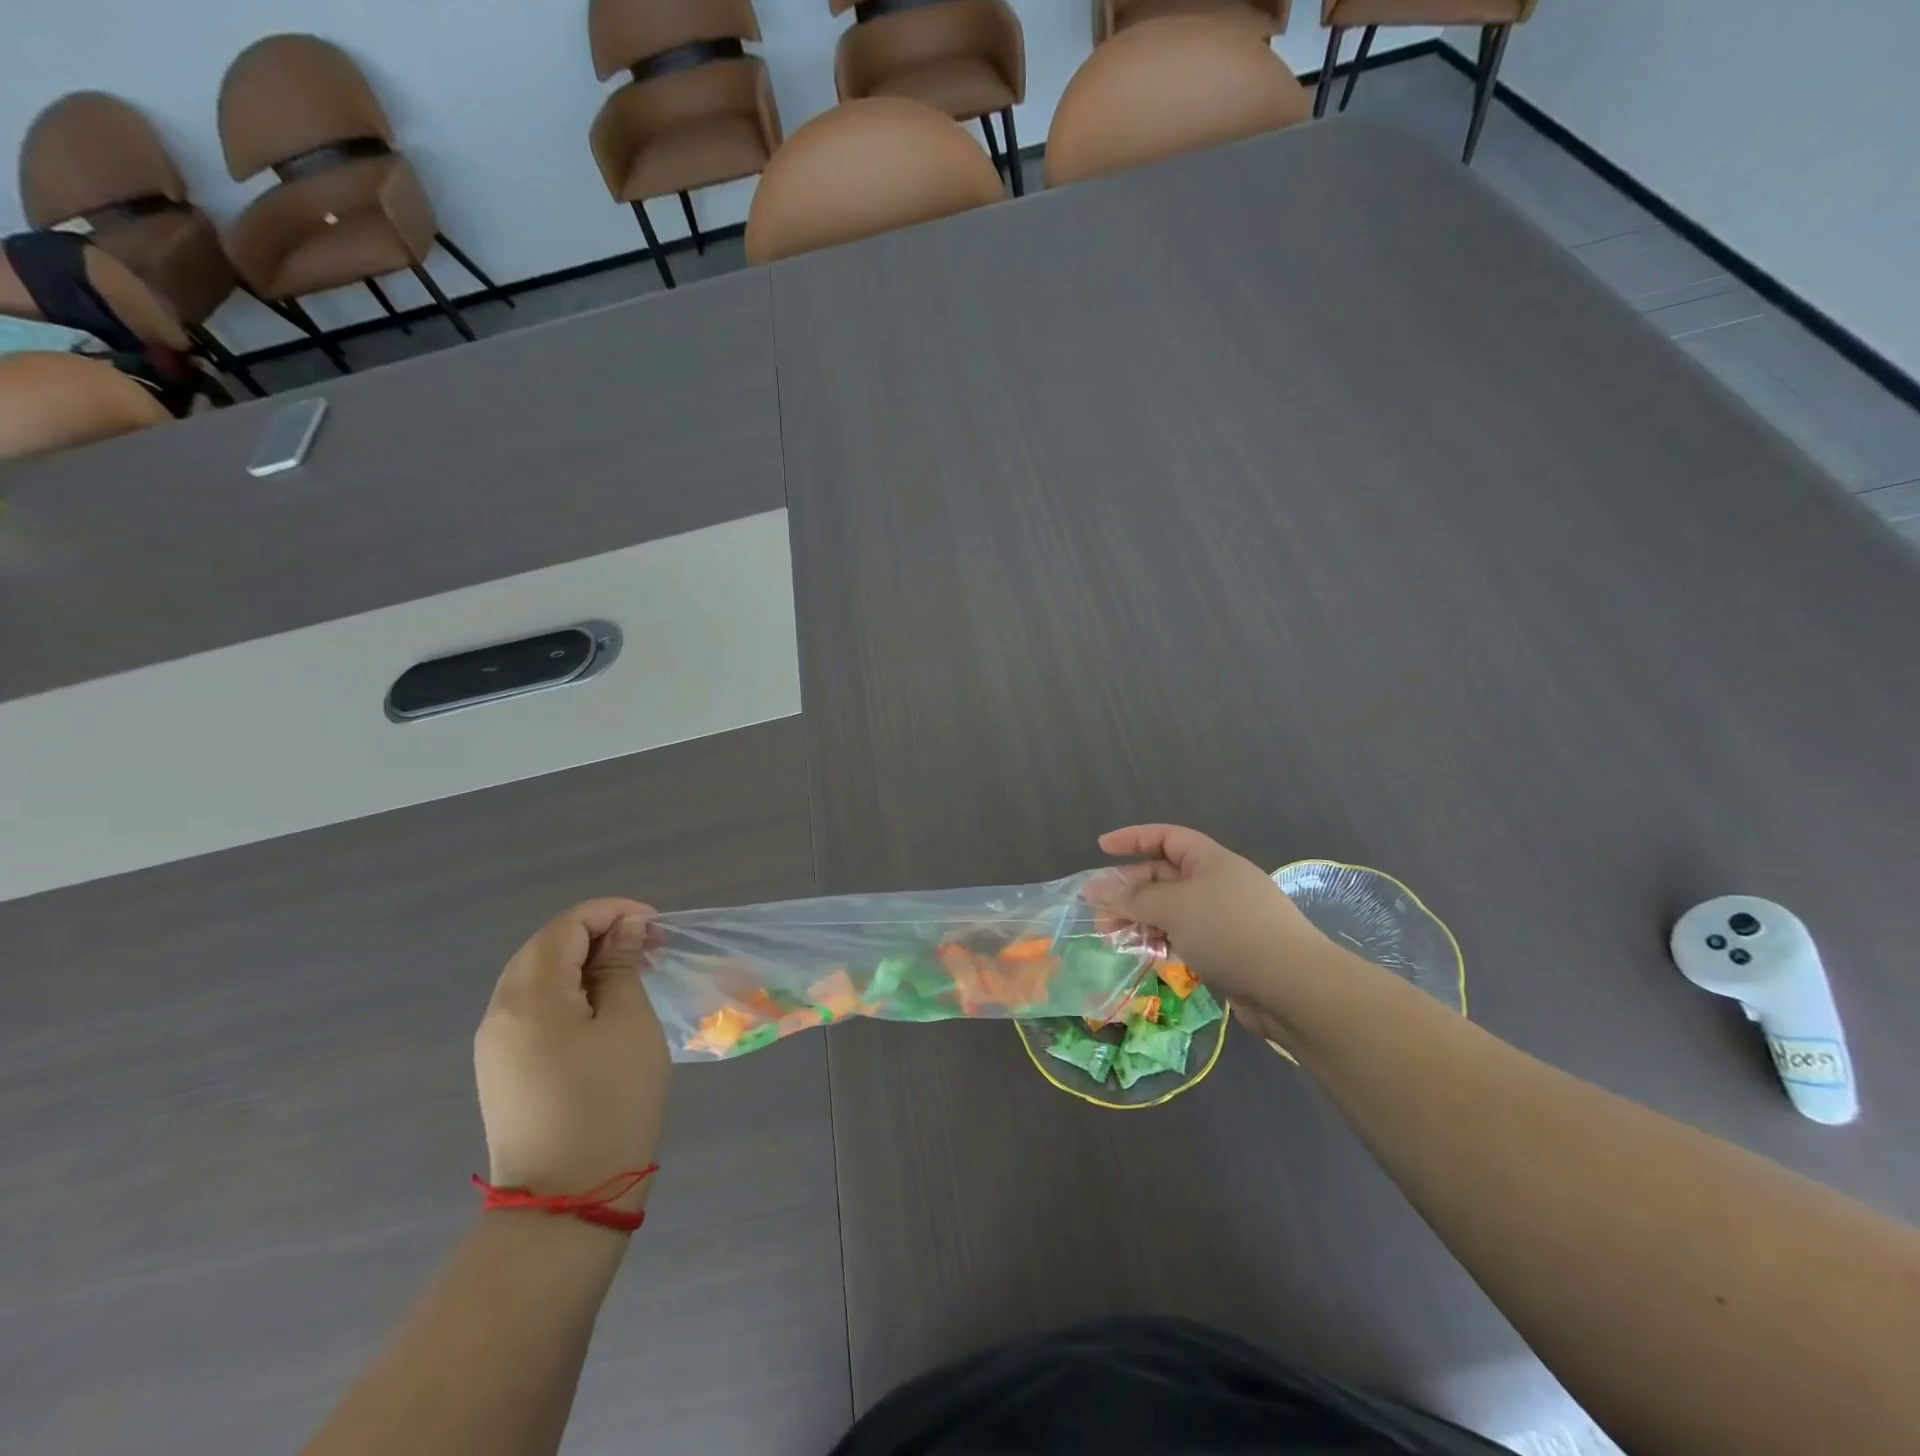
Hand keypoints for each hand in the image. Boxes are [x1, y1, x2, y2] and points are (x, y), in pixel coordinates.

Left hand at [475, 900, 669, 1211]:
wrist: (566, 1200)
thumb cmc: (609, 1102)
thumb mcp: (629, 1024)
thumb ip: (622, 967)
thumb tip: (624, 929)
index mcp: (529, 995)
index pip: (566, 926)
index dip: (612, 913)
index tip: (655, 925)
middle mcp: (500, 1011)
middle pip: (546, 947)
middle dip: (597, 934)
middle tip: (647, 946)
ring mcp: (495, 1043)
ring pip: (537, 977)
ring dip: (583, 963)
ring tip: (630, 973)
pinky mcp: (501, 1069)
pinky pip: (533, 1008)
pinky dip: (568, 992)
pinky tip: (602, 1008)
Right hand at [1096, 825, 1336, 1033]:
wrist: (1294, 988)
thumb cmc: (1231, 931)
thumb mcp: (1175, 907)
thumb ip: (1136, 898)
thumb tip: (1102, 889)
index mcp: (1211, 861)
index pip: (1166, 837)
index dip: (1133, 838)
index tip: (1101, 848)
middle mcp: (1217, 884)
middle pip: (1164, 877)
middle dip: (1129, 890)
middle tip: (1097, 910)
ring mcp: (1223, 919)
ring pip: (1171, 911)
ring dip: (1140, 919)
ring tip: (1112, 937)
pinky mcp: (1227, 952)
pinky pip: (1184, 938)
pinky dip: (1161, 942)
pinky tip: (1144, 955)